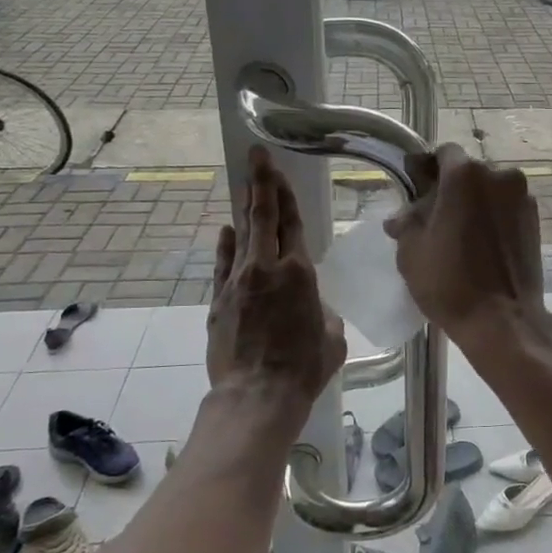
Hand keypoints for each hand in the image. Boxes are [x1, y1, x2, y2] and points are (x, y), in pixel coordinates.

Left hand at [208, 148, 345, 418]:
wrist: (257, 395)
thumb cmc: (304, 367)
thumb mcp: (331, 337)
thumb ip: (322, 311)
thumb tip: (310, 307)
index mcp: (300, 273)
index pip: (292, 223)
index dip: (285, 194)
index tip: (277, 169)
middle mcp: (266, 268)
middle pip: (263, 217)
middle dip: (260, 184)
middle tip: (256, 156)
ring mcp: (238, 282)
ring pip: (241, 235)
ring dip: (244, 208)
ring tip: (245, 185)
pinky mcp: (219, 302)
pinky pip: (224, 265)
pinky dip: (226, 245)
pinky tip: (226, 230)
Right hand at [385, 144, 551, 355]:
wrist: (503, 320)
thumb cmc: (449, 283)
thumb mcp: (411, 252)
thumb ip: (406, 222)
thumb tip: (401, 216)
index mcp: (464, 175)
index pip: (443, 153)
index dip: (428, 168)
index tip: (418, 190)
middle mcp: (498, 175)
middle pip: (469, 172)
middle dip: (452, 188)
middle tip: (436, 217)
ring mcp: (522, 197)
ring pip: (490, 190)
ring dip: (475, 202)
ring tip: (461, 233)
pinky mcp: (535, 219)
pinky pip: (506, 207)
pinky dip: (494, 217)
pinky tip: (482, 243)